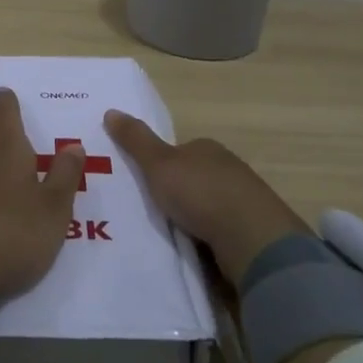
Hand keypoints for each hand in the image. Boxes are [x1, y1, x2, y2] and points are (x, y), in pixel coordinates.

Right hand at [103, 110, 308, 286]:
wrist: (251, 240)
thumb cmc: (201, 193)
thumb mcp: (158, 163)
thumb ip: (135, 140)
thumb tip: (110, 110)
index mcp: (208, 149)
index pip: (179, 152)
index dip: (160, 165)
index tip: (142, 184)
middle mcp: (228, 170)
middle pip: (193, 179)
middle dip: (175, 194)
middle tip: (147, 212)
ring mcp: (243, 203)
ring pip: (207, 208)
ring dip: (191, 220)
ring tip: (164, 237)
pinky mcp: (250, 234)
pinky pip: (219, 233)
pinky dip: (205, 240)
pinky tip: (191, 252)